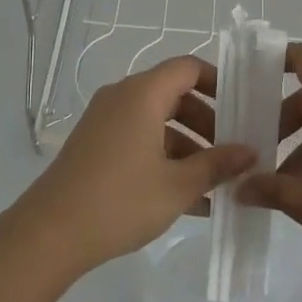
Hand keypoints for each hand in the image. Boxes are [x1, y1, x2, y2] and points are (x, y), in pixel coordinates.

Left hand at [6, 56, 254, 284]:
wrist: (51, 233)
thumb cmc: (121, 200)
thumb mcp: (178, 185)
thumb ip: (217, 164)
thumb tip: (250, 152)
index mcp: (142, 94)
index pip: (188, 68)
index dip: (219, 82)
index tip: (243, 108)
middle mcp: (122, 98)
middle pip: (174, 95)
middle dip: (208, 122)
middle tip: (233, 152)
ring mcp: (105, 122)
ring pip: (157, 121)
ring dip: (188, 146)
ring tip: (215, 183)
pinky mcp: (95, 147)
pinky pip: (139, 140)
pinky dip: (164, 159)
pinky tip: (189, 199)